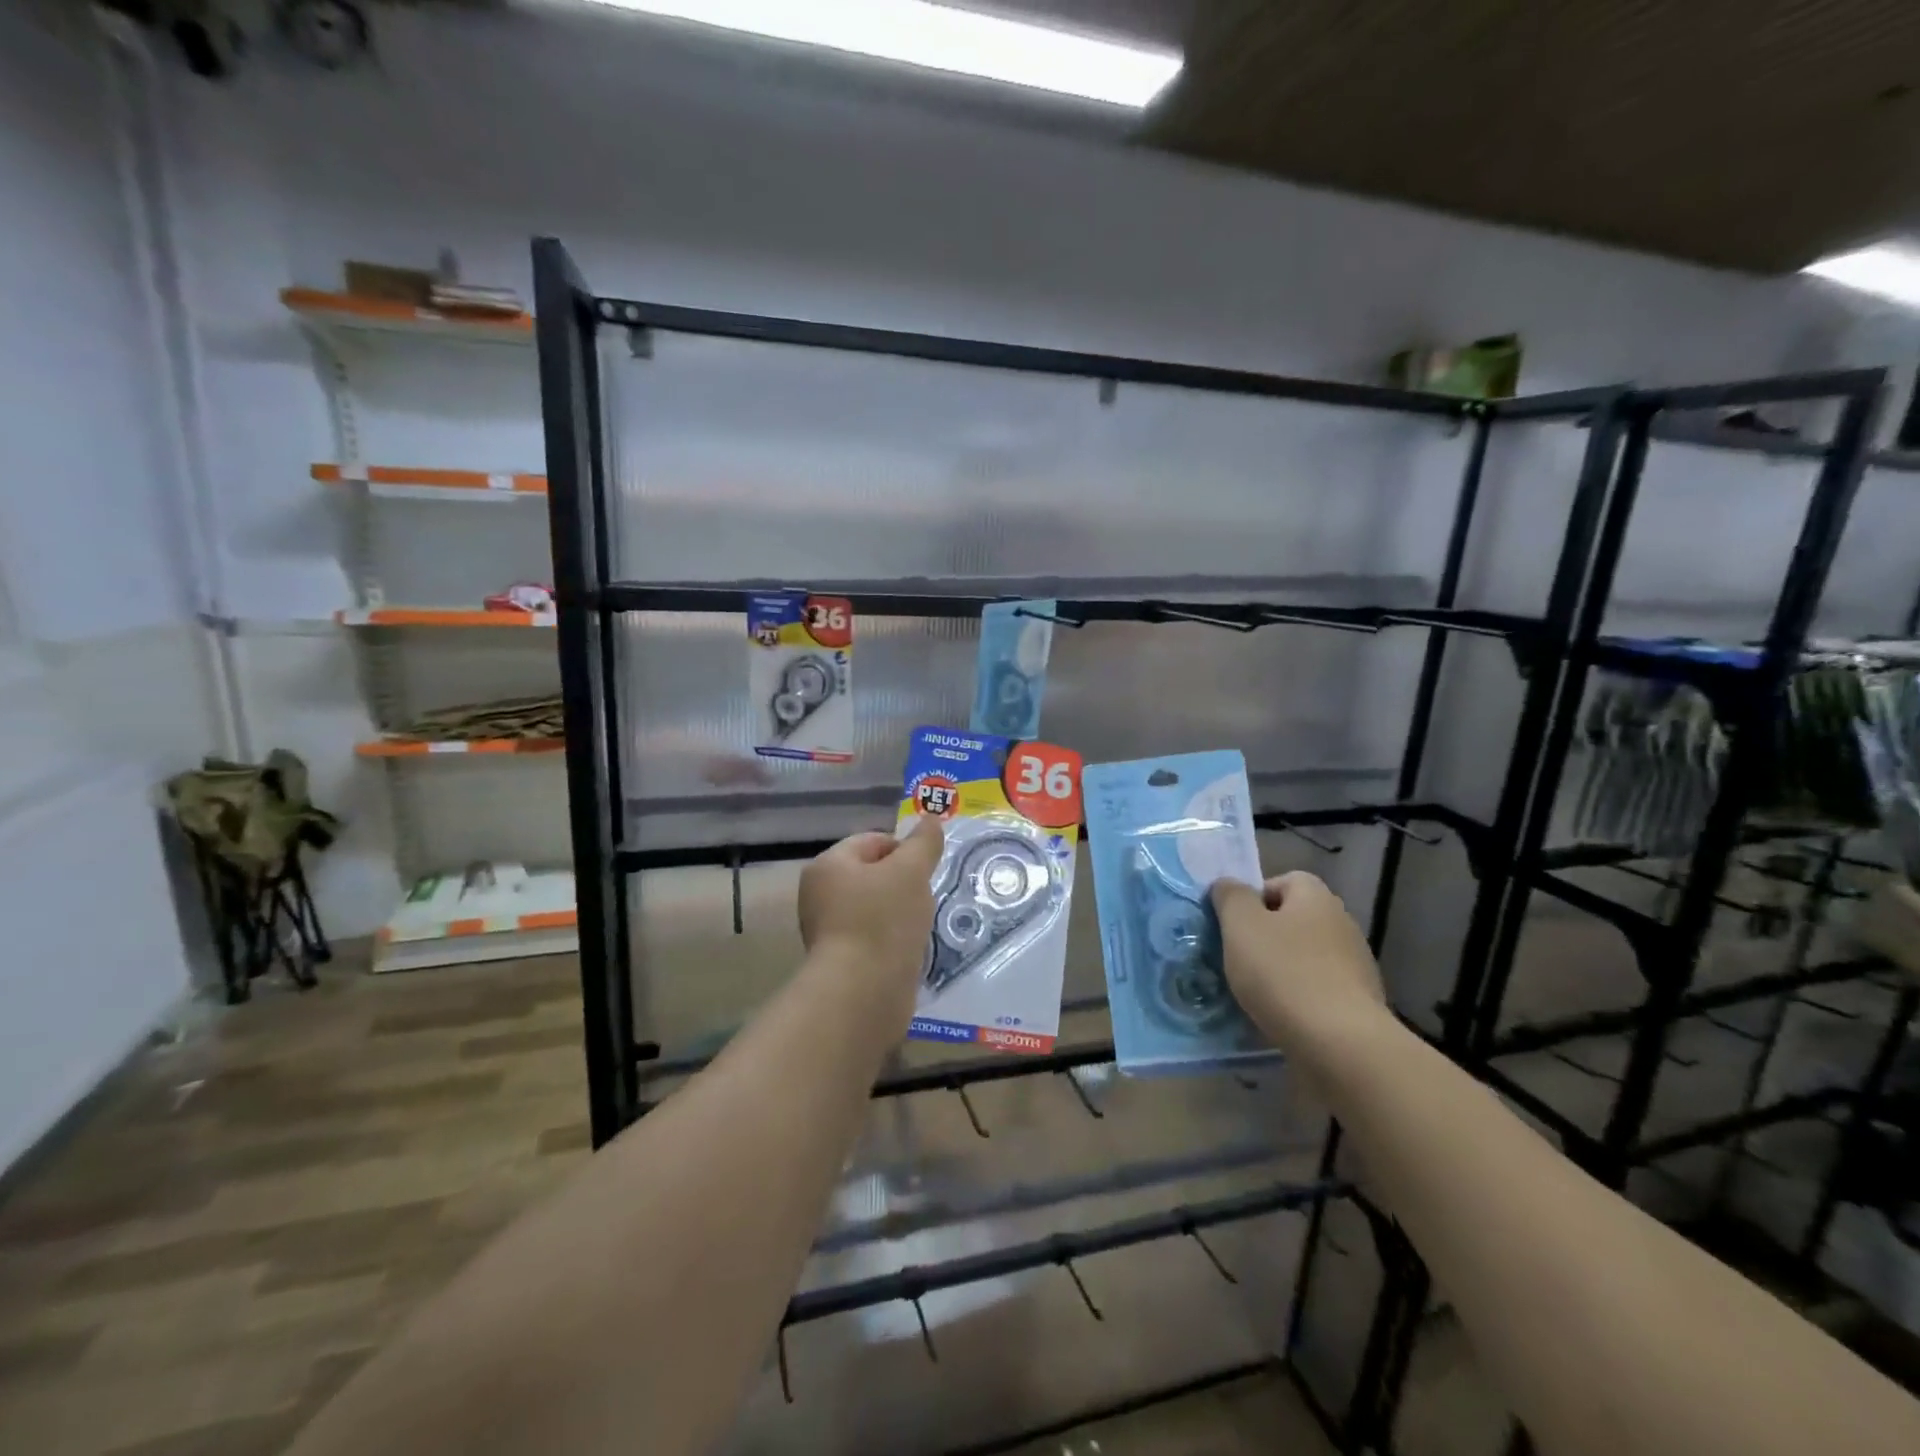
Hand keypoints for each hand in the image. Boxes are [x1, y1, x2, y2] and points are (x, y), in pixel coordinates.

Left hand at [798, 818, 944, 988]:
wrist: (862, 994)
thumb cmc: (882, 920)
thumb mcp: (911, 872)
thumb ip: (923, 843)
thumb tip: (931, 818)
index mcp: (829, 865)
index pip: (873, 841)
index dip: (905, 849)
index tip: (928, 869)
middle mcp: (820, 894)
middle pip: (874, 874)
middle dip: (905, 883)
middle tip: (926, 896)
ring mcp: (828, 930)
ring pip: (876, 907)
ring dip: (901, 913)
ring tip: (921, 925)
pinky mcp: (842, 961)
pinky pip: (875, 937)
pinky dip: (894, 939)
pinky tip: (910, 949)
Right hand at [1210, 872, 1385, 1050]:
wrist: (1341, 1044)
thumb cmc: (1283, 973)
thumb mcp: (1241, 925)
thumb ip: (1230, 897)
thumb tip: (1228, 885)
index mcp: (1316, 898)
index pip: (1285, 880)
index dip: (1255, 896)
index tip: (1234, 924)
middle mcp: (1342, 925)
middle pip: (1295, 919)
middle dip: (1266, 936)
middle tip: (1238, 957)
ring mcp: (1355, 966)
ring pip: (1306, 957)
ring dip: (1281, 969)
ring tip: (1255, 992)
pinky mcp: (1359, 1004)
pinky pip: (1318, 990)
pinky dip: (1298, 998)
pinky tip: (1281, 1016)